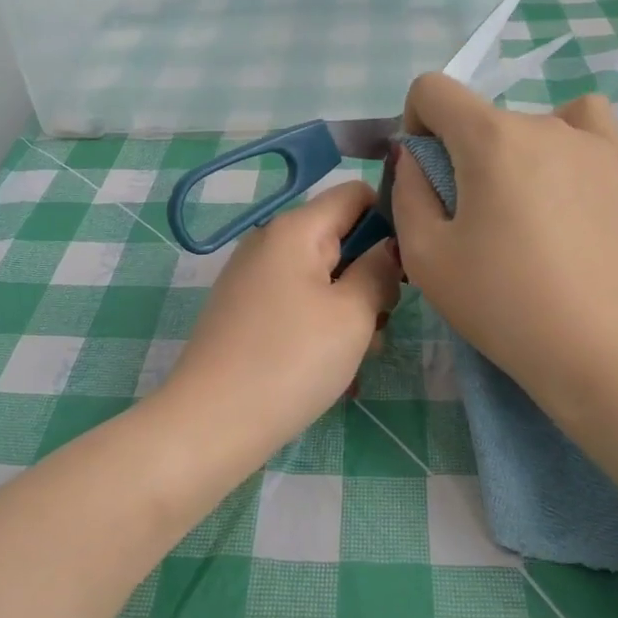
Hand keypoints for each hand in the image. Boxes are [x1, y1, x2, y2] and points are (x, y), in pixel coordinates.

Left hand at [164, 180, 402, 455]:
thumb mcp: (352, 314)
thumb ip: (379, 271)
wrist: (211, 423)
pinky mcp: (245, 312)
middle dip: (369, 277)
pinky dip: (321, 328)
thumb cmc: (291, 360)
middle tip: (381, 324)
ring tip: (358, 358)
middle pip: (339, 239)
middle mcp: (269, 242)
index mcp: (295, 228)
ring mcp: (253, 279)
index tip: (406, 267)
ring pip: (322, 278)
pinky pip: (298, 305)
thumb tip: (387, 249)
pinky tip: (333, 372)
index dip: (390, 221)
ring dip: (349, 311)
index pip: (355, 194)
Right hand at [391, 74, 617, 427]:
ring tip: (521, 216)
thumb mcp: (425, 255)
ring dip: (505, 156)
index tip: (424, 178)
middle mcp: (541, 122)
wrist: (602, 352)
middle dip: (458, 155)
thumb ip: (406, 191)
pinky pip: (583, 123)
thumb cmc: (503, 305)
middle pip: (477, 117)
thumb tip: (415, 157)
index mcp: (489, 138)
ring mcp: (590, 141)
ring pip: (523, 127)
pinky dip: (561, 139)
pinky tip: (559, 181)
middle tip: (470, 222)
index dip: (414, 126)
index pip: (432, 89)